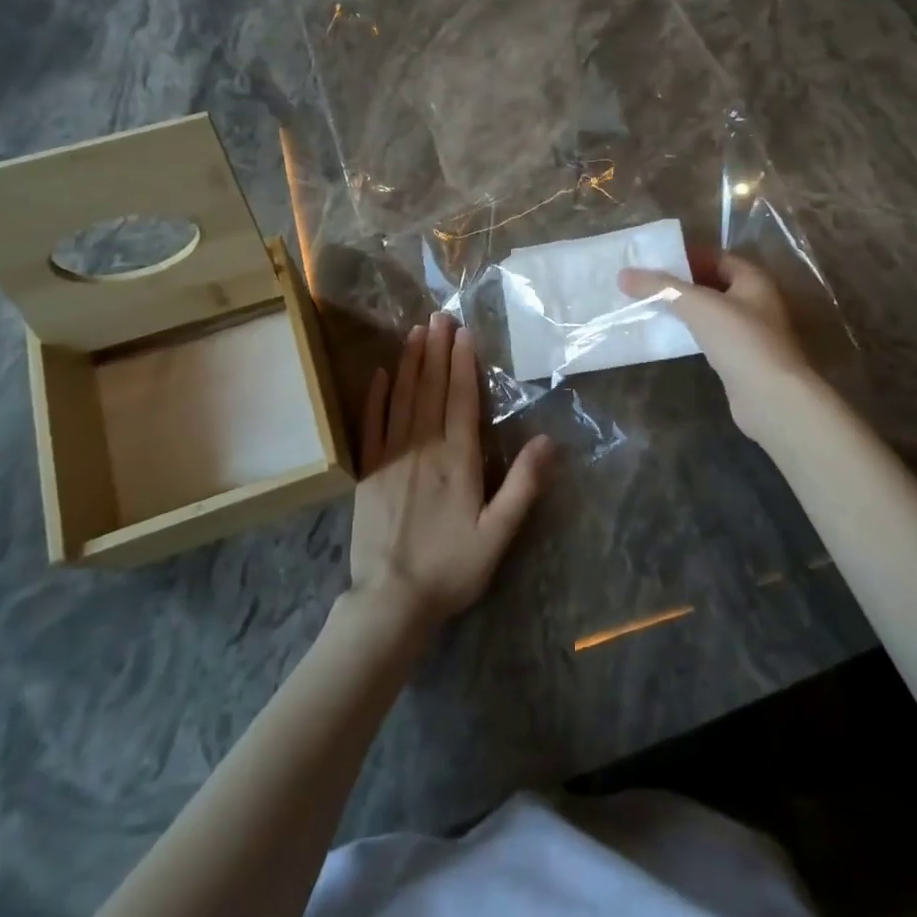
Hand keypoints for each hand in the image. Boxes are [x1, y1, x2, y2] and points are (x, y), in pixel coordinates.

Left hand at [348, 312, 553, 635]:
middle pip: (430, 389)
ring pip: (402, 398)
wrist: (390, 600)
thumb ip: (523, 486)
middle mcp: (423, 448)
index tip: (464, 333)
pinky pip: (371, 423)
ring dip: (410, 362)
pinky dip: (376, 396)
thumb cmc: (451, 568)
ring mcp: (391, 456)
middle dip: (436, 350)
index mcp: (457, 460)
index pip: (461, 400)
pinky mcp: (367, 470)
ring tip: (415, 331)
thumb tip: (549, 440)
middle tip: (439, 315)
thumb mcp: (498, 534)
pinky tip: (380, 373)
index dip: (463, 364)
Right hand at [618, 252, 814, 440]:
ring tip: (651, 307)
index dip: (687, 256)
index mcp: (753, 280)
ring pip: (712, 312)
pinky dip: (692, 332)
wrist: (770, 397)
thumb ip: (660, 287)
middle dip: (682, 283)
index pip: (717, 257)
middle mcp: (757, 301)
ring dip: (685, 309)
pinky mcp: (742, 358)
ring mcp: (751, 332)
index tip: (655, 260)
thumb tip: (623, 274)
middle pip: (714, 283)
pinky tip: (670, 336)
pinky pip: (712, 336)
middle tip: (647, 283)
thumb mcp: (696, 305)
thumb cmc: (739, 340)